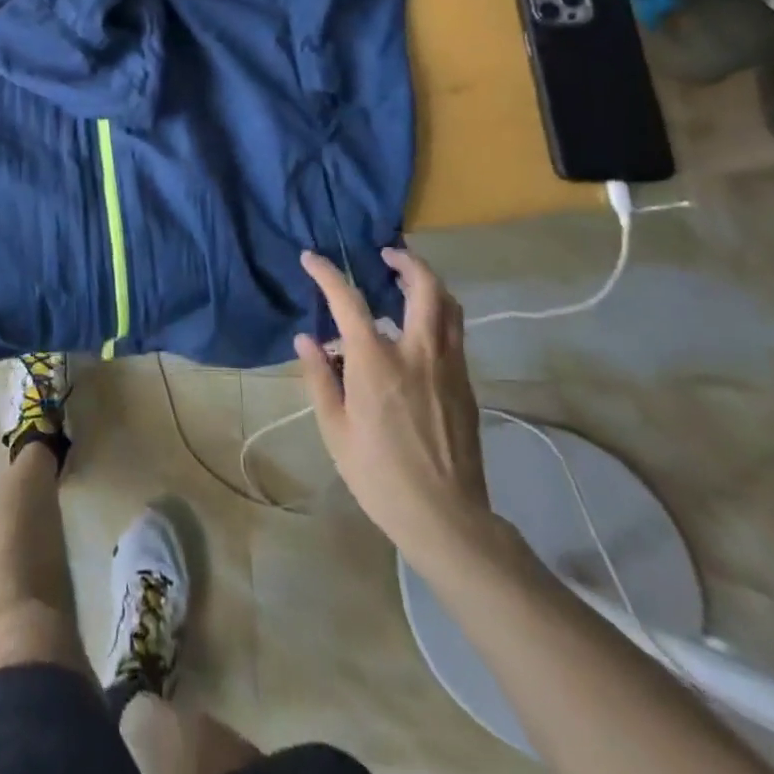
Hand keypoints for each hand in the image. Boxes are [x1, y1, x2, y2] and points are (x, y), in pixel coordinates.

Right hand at [295, 247, 491, 567]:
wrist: (446, 518)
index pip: (348, 300)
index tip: (311, 259)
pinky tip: (420, 329)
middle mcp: (417, 352)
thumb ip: (320, 377)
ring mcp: (448, 367)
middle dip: (407, 262)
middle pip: (425, 288)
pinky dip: (439, 314)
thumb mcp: (335, 428)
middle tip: (387, 255)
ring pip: (449, 307)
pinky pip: (455, 334)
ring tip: (408, 281)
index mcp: (376, 361)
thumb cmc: (378, 474)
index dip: (326, 274)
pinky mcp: (466, 386)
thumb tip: (307, 339)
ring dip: (429, 284)